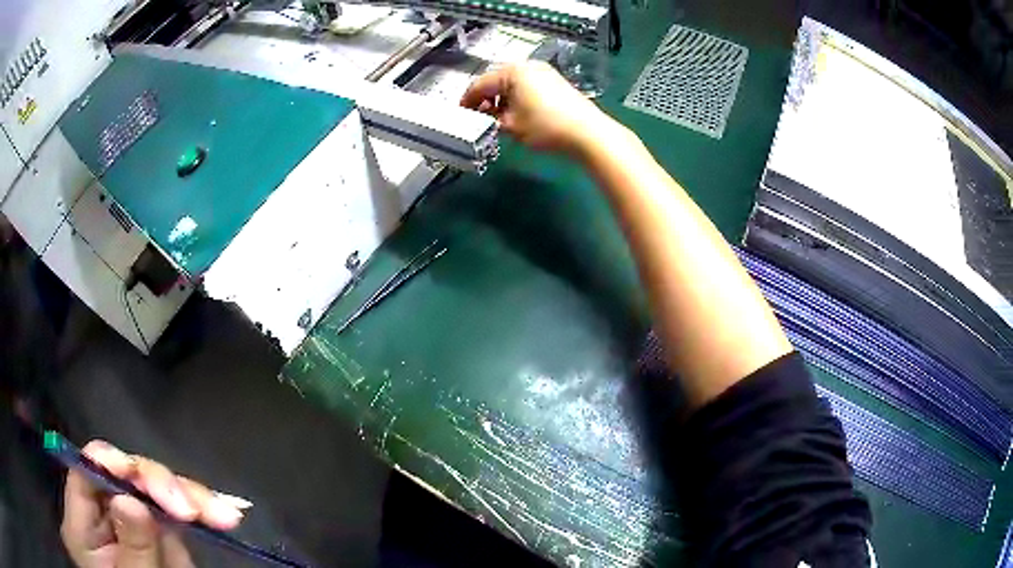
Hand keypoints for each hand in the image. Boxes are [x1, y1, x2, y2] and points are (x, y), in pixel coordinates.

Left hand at [61, 440, 249, 567]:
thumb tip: (130, 498)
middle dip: (165, 486)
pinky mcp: (156, 538)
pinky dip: (200, 514)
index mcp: (84, 519)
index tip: (151, 481)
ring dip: (190, 499)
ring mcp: (132, 524)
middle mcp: (106, 513)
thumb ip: (129, 545)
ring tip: (226, 515)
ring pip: (156, 495)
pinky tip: (222, 514)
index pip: (89, 469)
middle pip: (127, 477)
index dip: (115, 461)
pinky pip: (175, 519)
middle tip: (199, 509)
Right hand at [460, 61, 622, 157]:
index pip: (479, 84)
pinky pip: (527, 86)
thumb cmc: (545, 127)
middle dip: (485, 98)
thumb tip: (485, 117)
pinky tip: (517, 114)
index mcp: (512, 72)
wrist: (587, 133)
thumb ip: (491, 119)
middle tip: (478, 117)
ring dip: (501, 99)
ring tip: (498, 119)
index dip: (467, 100)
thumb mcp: (511, 126)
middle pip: (496, 80)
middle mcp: (527, 66)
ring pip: (512, 83)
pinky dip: (517, 98)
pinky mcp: (555, 81)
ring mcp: (543, 72)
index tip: (461, 114)